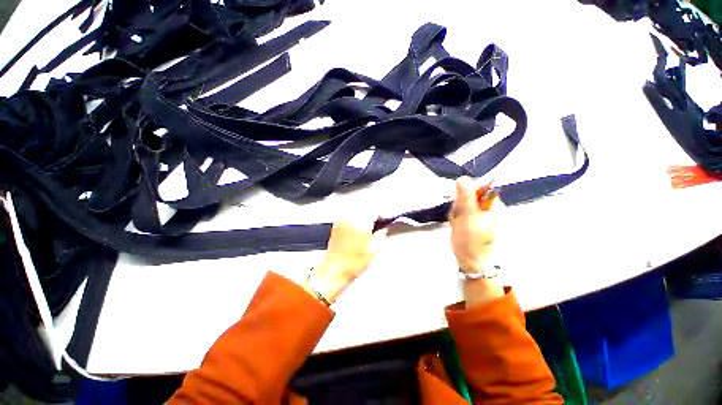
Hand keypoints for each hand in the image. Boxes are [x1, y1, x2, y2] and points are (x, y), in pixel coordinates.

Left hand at [304, 216, 386, 304]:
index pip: (374, 210)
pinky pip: (349, 213)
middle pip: (365, 206)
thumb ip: (381, 235)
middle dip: (373, 211)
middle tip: (378, 220)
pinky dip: (356, 214)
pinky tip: (358, 223)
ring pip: (356, 208)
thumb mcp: (373, 250)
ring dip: (364, 212)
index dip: (382, 214)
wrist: (334, 269)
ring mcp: (342, 220)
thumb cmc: (355, 262)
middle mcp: (351, 218)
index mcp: (361, 224)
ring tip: (368, 222)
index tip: (385, 220)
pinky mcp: (337, 223)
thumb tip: (385, 227)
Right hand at [450, 176, 505, 306]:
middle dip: (459, 205)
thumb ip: (465, 196)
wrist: (471, 262)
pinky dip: (457, 218)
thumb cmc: (470, 239)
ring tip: (457, 224)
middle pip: (470, 196)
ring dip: (457, 212)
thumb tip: (463, 178)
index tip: (458, 202)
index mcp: (495, 205)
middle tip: (457, 217)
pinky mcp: (474, 223)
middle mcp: (491, 209)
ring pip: (464, 205)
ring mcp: (482, 217)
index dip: (465, 192)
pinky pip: (462, 214)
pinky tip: (457, 227)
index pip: (479, 188)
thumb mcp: (467, 216)